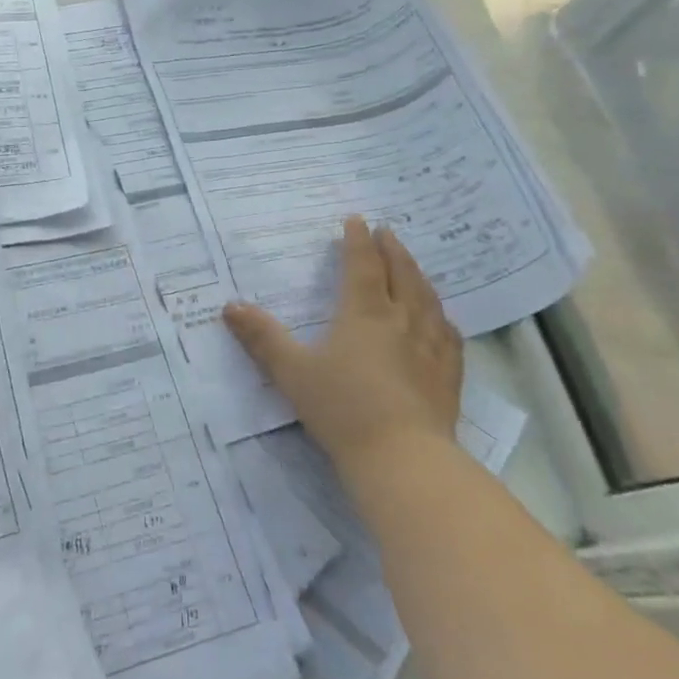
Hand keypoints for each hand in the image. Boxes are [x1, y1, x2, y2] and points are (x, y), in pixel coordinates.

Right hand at [223, 215, 462, 483]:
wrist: (403, 459)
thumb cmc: (343, 409)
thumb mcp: (292, 372)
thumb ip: (262, 338)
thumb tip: (230, 306)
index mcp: (365, 314)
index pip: (362, 266)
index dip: (357, 241)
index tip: (356, 219)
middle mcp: (402, 321)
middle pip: (402, 275)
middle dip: (392, 250)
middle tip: (388, 232)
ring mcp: (431, 348)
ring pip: (428, 300)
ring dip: (418, 276)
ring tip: (412, 267)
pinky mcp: (449, 376)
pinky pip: (448, 335)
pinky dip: (442, 318)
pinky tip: (442, 321)